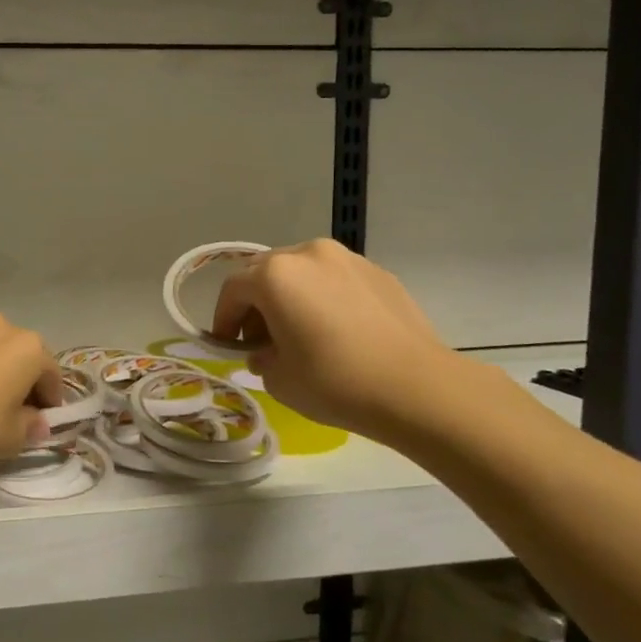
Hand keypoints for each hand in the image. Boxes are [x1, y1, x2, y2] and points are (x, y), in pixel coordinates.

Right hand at [210, 239, 471, 447]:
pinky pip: (336, 280)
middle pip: (266, 272)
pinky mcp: (379, 273)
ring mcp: (348, 259)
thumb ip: (261, 357)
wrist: (417, 388)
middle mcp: (309, 254)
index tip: (226, 345)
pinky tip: (337, 332)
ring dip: (291, 297)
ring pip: (303, 272)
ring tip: (300, 333)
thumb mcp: (278, 379)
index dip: (223, 318)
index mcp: (276, 275)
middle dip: (256, 303)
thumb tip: (266, 350)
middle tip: (260, 339)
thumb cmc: (335, 382)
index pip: (234, 289)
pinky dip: (324, 298)